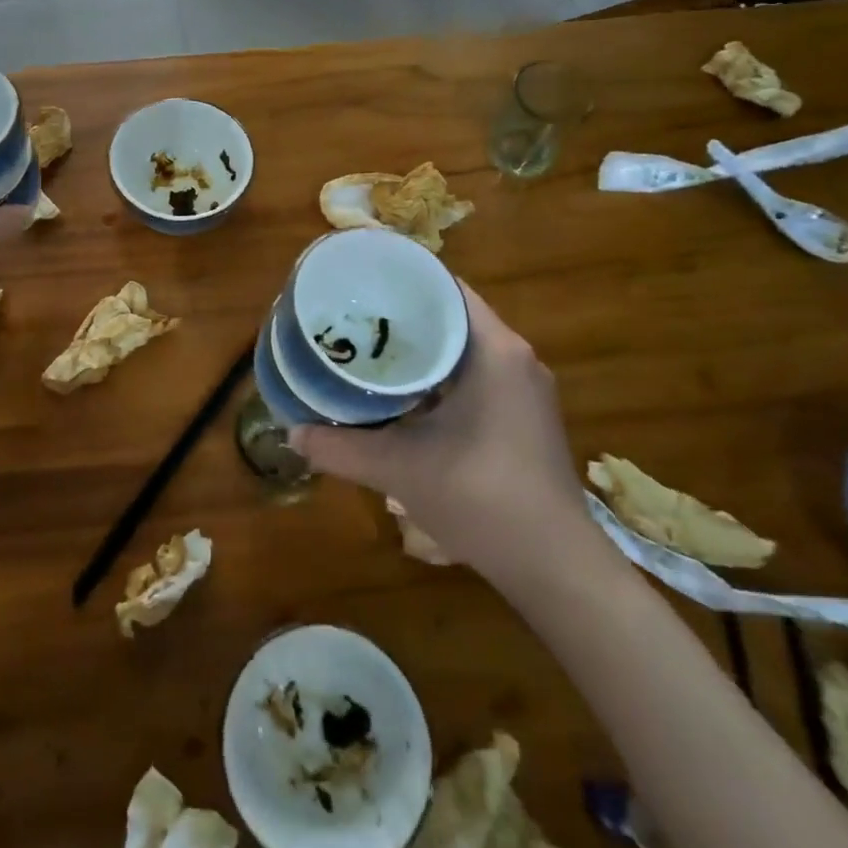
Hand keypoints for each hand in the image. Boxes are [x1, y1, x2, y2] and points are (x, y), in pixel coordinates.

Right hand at [290, 280, 601, 591]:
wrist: (555, 566)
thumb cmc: (481, 498)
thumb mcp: (399, 468)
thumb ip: (340, 447)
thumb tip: (292, 433)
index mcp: (494, 350)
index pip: (446, 288)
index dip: (402, 280)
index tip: (361, 284)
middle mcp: (515, 358)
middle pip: (452, 316)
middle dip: (404, 315)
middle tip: (354, 317)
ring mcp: (525, 389)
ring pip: (464, 349)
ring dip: (422, 348)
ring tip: (370, 350)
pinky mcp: (525, 416)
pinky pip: (476, 375)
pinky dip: (440, 376)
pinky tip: (404, 395)